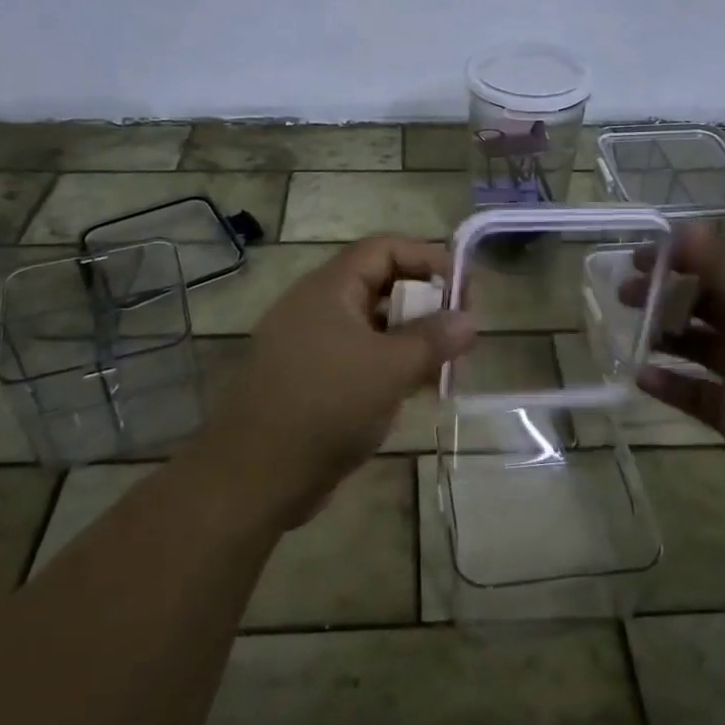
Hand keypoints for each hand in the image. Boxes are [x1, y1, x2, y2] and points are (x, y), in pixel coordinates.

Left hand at [196, 236, 474, 528]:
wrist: (255, 476)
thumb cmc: (326, 406)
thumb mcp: (390, 369)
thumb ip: (433, 340)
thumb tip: (470, 319)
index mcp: (328, 289)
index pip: (383, 249)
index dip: (426, 258)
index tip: (462, 288)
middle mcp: (316, 308)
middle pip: (378, 285)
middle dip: (423, 303)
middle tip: (458, 330)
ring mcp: (310, 345)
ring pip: (370, 326)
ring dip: (410, 339)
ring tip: (445, 365)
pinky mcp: (310, 379)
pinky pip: (357, 357)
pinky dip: (388, 365)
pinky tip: (415, 390)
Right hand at [620, 225, 724, 509]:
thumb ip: (723, 267)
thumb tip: (684, 228)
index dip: (685, 258)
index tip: (643, 256)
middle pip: (707, 304)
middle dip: (667, 294)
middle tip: (626, 291)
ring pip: (698, 346)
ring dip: (664, 334)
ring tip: (631, 328)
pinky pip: (694, 393)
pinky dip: (668, 384)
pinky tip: (641, 375)